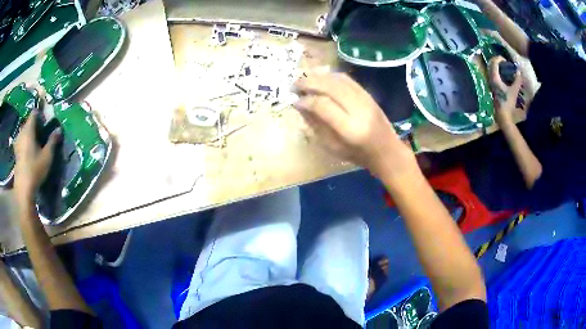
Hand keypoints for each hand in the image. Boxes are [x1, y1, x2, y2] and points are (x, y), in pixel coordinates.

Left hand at [14, 112, 59, 199]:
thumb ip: (52, 141)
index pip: (34, 113)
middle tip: (41, 133)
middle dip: (35, 125)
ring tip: (35, 143)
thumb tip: (59, 128)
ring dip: (29, 134)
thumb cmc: (35, 170)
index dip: (40, 113)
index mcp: (29, 129)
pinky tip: (29, 151)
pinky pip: (21, 142)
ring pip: (24, 132)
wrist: (24, 190)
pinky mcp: (16, 153)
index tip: (45, 120)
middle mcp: (22, 132)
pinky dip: (25, 143)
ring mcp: (17, 143)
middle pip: (28, 122)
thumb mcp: (47, 156)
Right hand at [293, 73, 415, 178]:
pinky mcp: (369, 94)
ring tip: (305, 79)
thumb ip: (316, 125)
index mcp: (349, 129)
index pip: (323, 105)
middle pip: (331, 87)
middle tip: (294, 84)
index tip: (295, 101)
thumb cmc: (358, 155)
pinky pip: (348, 79)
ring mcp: (366, 100)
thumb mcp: (333, 147)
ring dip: (319, 76)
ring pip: (339, 79)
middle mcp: (359, 110)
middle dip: (309, 82)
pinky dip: (331, 76)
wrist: (387, 151)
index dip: (306, 100)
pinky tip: (321, 78)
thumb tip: (300, 105)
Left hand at [489, 56, 522, 125]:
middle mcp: (490, 79)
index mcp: (495, 78)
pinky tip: (502, 74)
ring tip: (503, 66)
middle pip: (491, 64)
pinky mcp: (491, 87)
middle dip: (496, 60)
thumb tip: (519, 71)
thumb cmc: (508, 102)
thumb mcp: (514, 91)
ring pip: (490, 69)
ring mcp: (490, 83)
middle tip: (504, 61)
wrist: (502, 114)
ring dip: (496, 66)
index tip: (505, 59)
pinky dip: (495, 71)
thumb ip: (517, 80)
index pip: (494, 63)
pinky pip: (491, 74)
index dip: (498, 58)